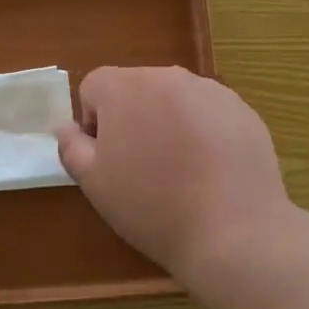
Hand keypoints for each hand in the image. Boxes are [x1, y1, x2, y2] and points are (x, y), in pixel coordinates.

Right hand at [55, 66, 292, 272]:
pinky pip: (209, 113)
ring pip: (174, 100)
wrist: (233, 232)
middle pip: (136, 88)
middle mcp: (167, 76)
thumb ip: (71, 146)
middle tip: (142, 167)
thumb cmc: (152, 206)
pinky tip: (211, 172)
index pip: (94, 87)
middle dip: (132, 119)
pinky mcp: (242, 109)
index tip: (109, 159)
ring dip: (168, 123)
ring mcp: (210, 90)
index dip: (94, 123)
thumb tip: (66, 126)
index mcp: (124, 87)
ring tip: (181, 171)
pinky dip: (204, 132)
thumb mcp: (94, 183)